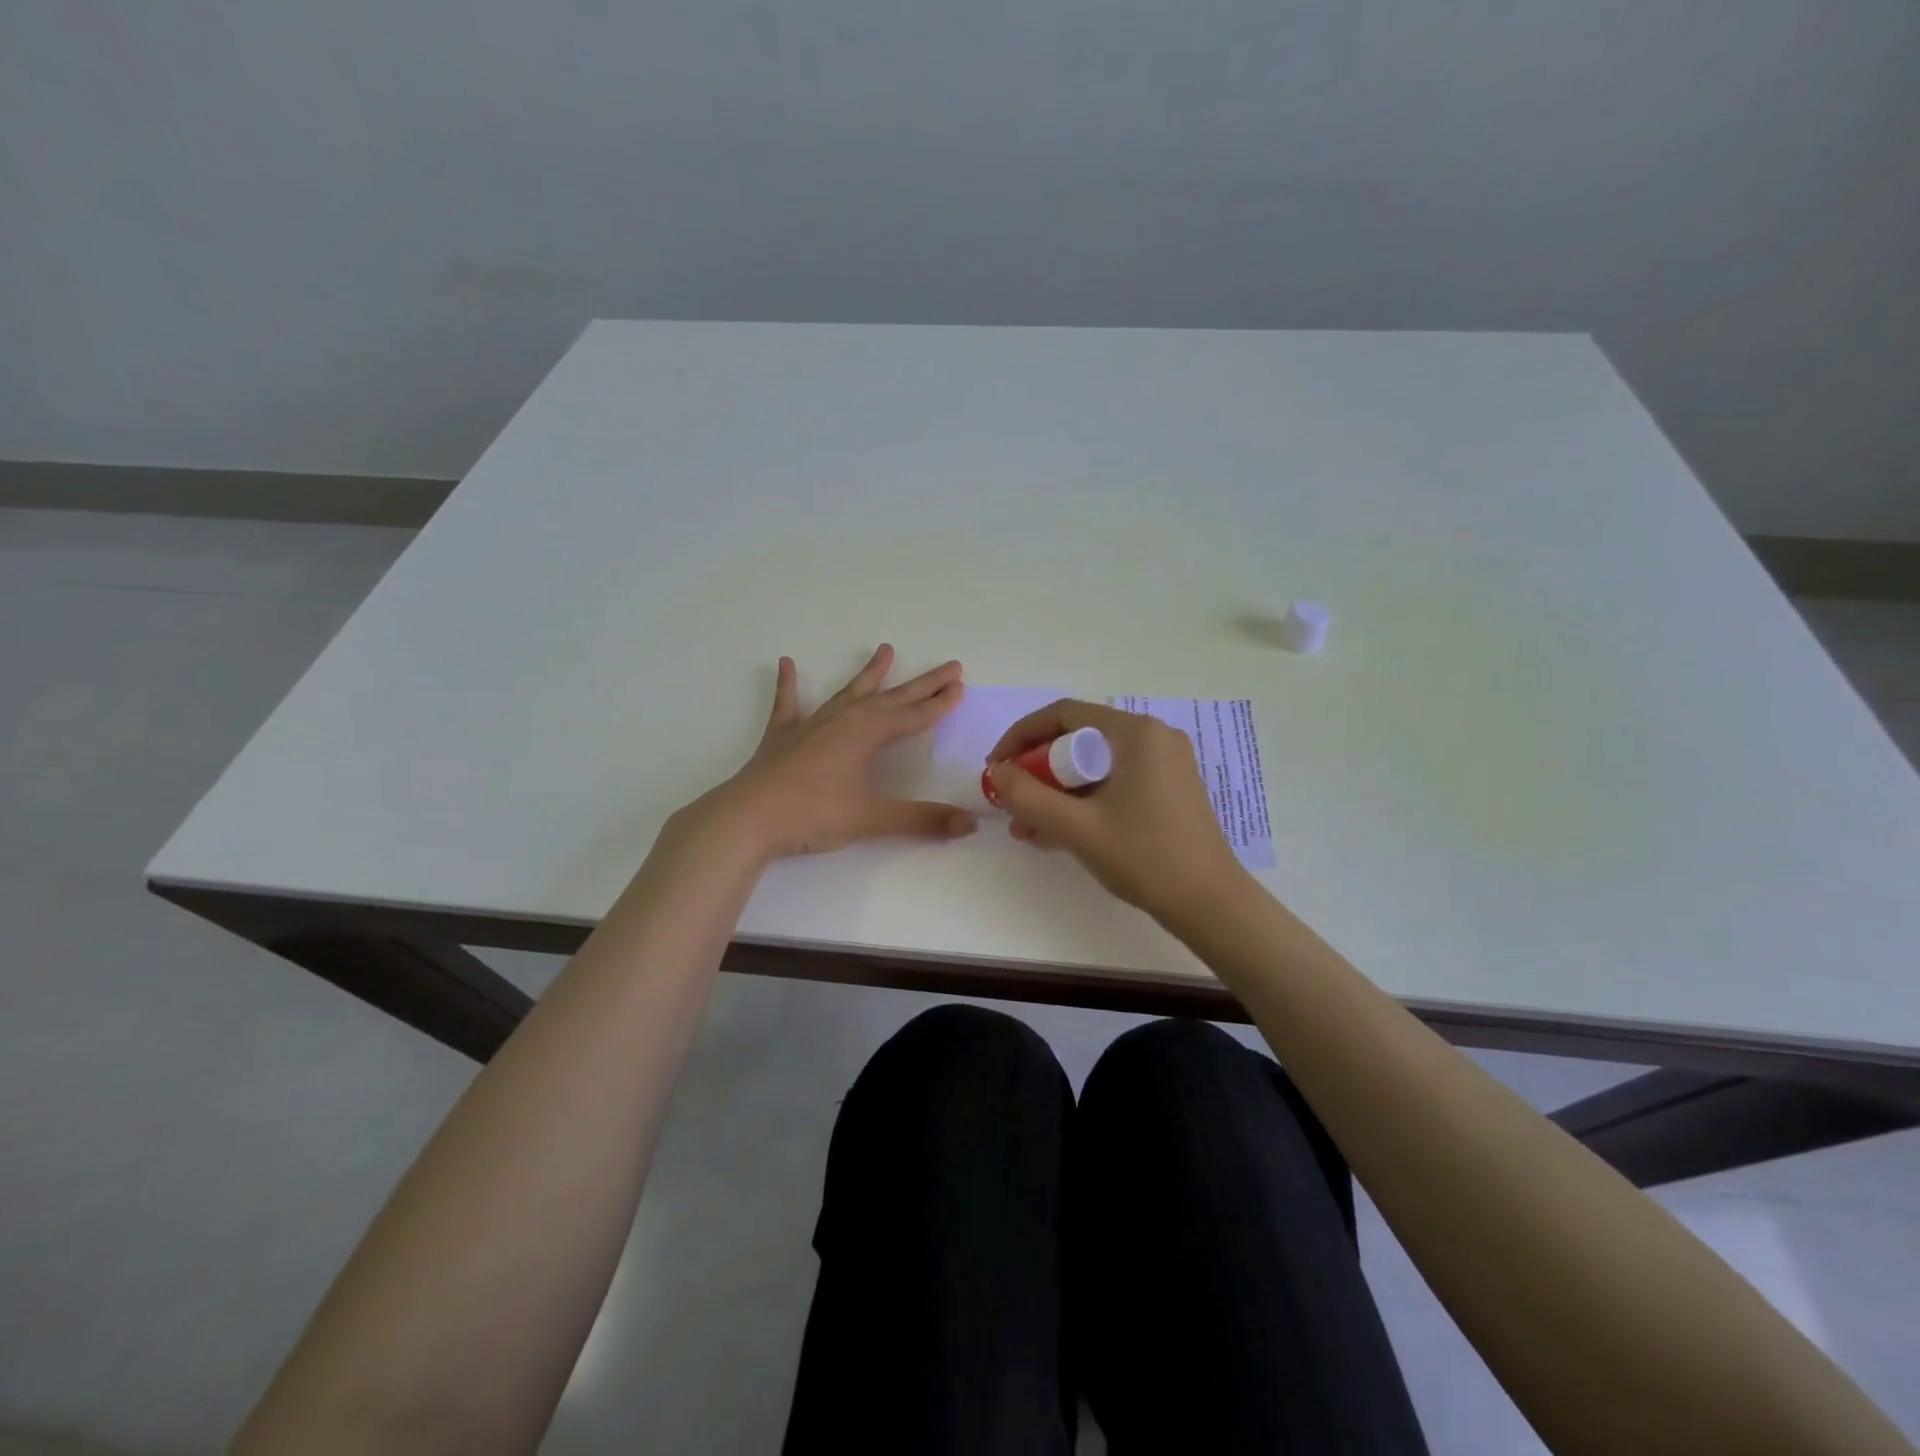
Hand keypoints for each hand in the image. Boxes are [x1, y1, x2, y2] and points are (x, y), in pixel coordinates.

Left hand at [689, 645, 977, 859]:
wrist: (748, 818)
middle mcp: (843, 719)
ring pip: (849, 692)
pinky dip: (789, 684)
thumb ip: (922, 820)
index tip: (960, 686)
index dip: (939, 703)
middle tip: (948, 666)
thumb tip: (970, 824)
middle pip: (891, 698)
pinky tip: (787, 664)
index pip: (913, 715)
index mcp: (866, 733)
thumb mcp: (872, 818)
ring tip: (886, 649)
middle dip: (921, 684)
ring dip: (869, 674)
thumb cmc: (813, 814)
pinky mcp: (782, 736)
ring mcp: (811, 724)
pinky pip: (788, 704)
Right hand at [986, 700, 1248, 923]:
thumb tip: (997, 772)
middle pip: (1078, 738)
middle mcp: (1152, 737)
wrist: (1211, 904)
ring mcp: (1164, 763)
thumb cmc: (1145, 857)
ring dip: (1057, 791)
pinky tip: (1057, 832)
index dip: (1021, 736)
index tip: (996, 767)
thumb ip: (1028, 797)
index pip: (1063, 714)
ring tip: (1026, 827)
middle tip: (1012, 800)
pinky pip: (1113, 782)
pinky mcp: (1168, 788)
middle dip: (1037, 770)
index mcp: (1135, 733)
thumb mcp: (1077, 828)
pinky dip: (1083, 800)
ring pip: (1094, 764)